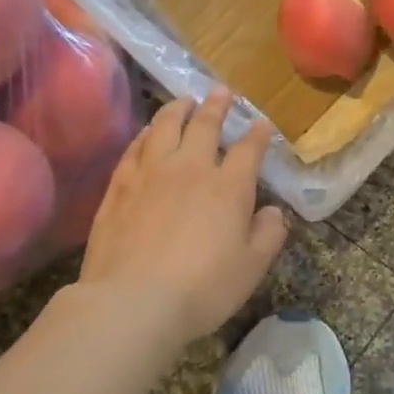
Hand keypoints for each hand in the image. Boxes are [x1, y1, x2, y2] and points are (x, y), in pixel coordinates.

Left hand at [80, 88, 287, 344]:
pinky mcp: (119, 186)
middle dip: (217, 106)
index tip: (262, 123)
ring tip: (184, 101)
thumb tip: (274, 211)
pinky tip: (148, 132)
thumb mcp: (251, 267)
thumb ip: (268, 234)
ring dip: (178, 109)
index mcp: (229, 187)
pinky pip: (135, 148)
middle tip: (222, 91)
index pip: (248, 149)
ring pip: (165, 127)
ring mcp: (150, 173)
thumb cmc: (203, 288)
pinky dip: (147, 133)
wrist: (133, 301)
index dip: (258, 134)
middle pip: (205, 125)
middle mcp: (190, 168)